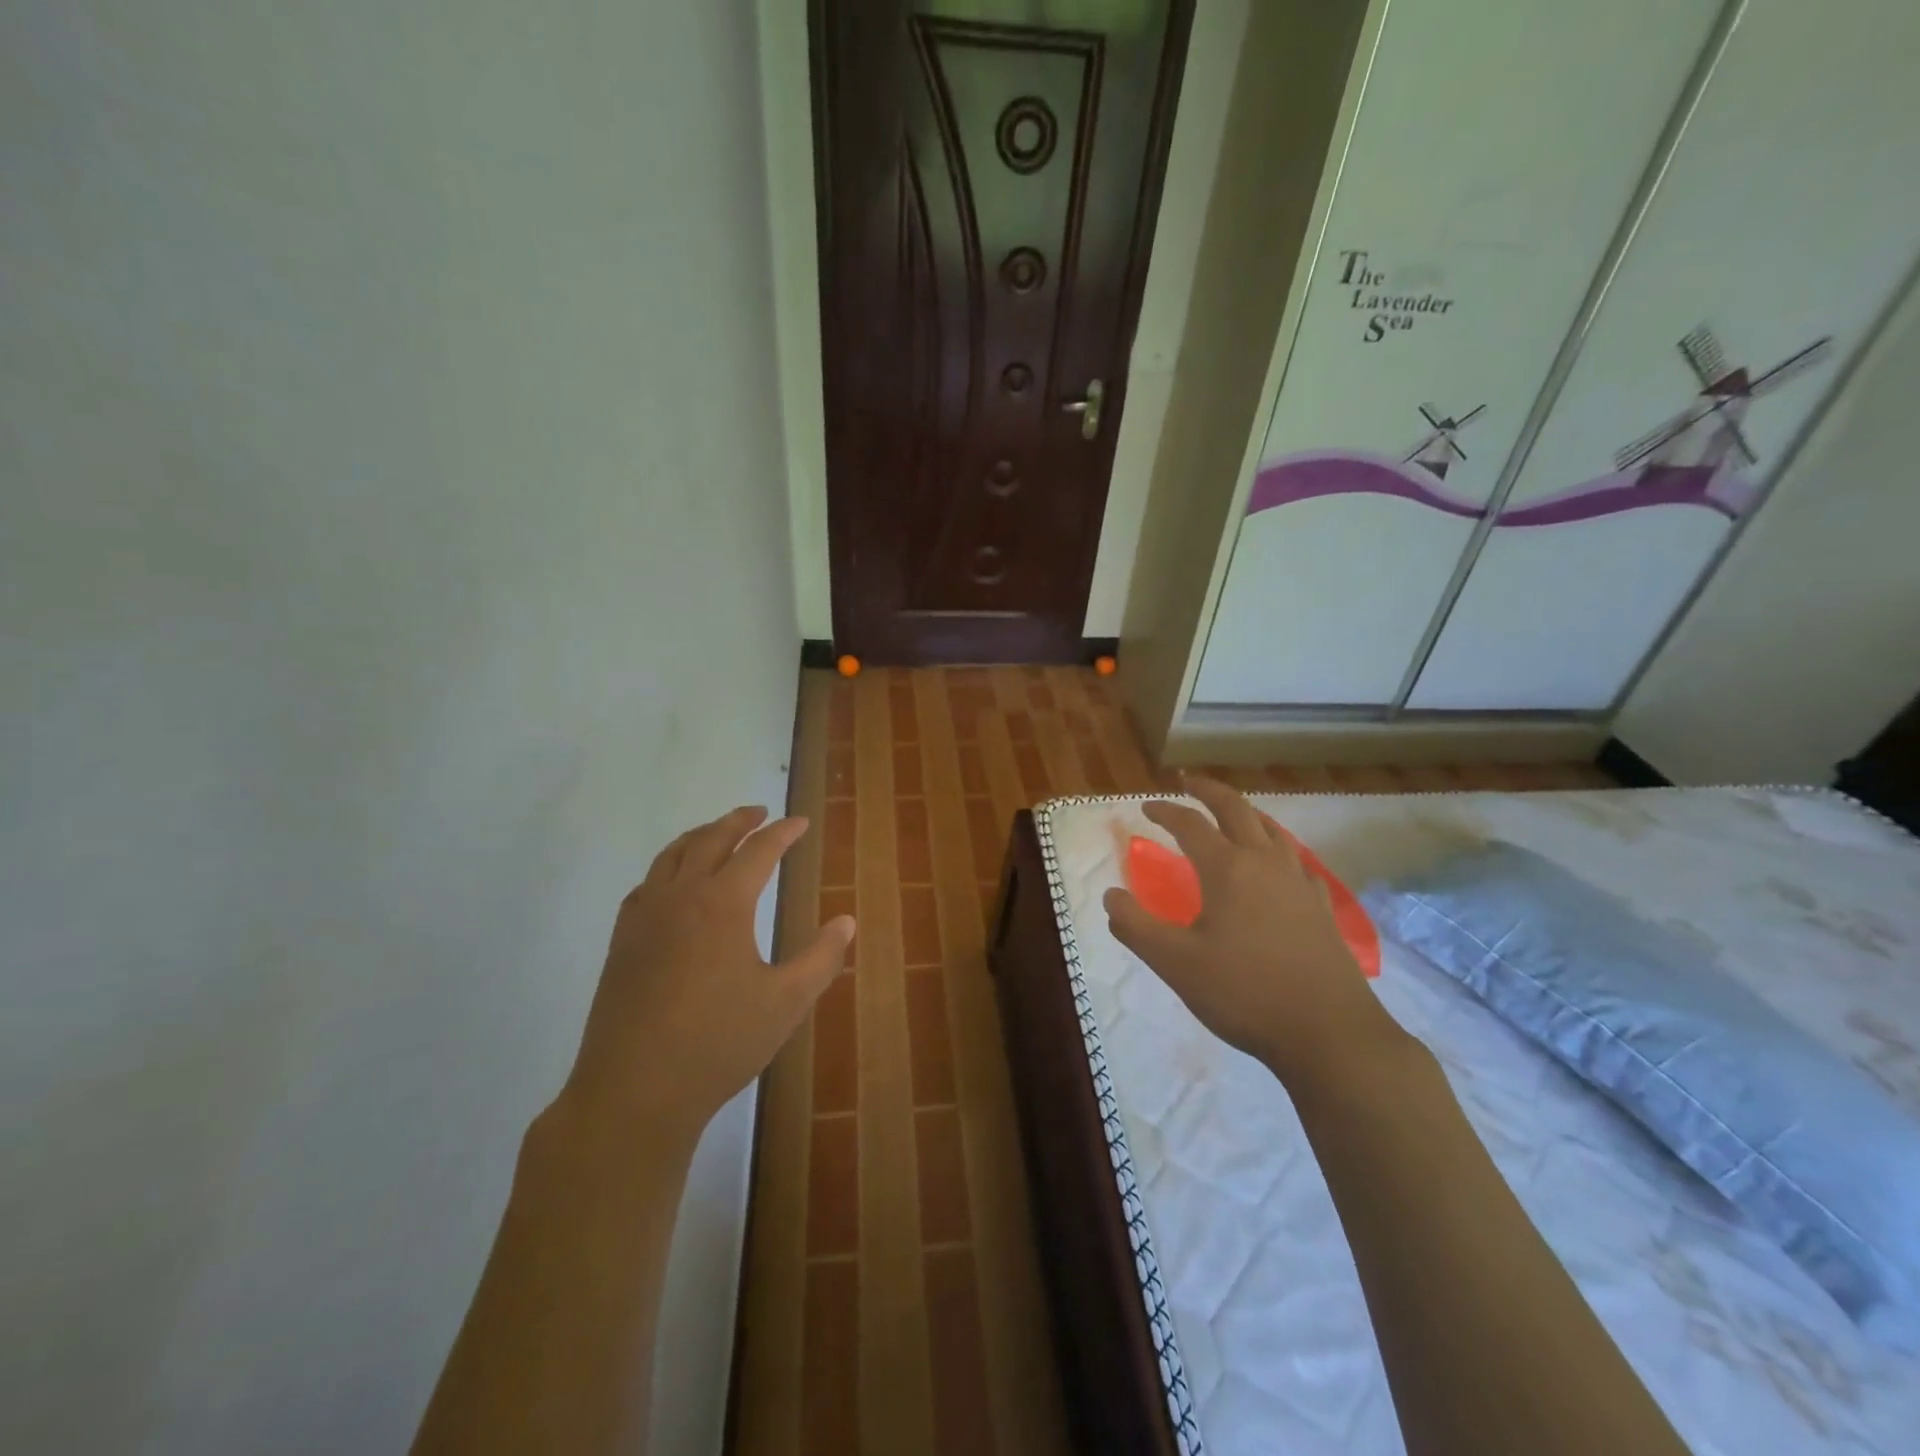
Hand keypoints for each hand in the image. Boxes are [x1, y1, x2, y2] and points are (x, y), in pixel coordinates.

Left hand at [559, 806, 855, 1149]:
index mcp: (723, 903)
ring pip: (672, 855)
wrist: (634, 1091)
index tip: (801, 823)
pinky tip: (673, 883)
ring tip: (718, 833)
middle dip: (738, 821)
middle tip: (760, 811)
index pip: (759, 850)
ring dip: (700, 835)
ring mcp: (645, 917)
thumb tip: (846, 921)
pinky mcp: (622, 942)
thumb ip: (821, 958)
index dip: (783, 832)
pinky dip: (667, 867)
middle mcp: (681, 896)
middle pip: (711, 839)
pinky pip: (646, 884)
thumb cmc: (719, 1043)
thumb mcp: (787, 1002)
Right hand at [1103, 776, 1402, 1090]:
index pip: (1190, 824)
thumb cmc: (1244, 993)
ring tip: (1229, 813)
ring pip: (1271, 828)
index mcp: (1227, 869)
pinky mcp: (1319, 906)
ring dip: (1244, 812)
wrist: (1328, 1033)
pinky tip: (1274, 864)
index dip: (1165, 810)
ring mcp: (1298, 882)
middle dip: (1208, 790)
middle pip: (1236, 809)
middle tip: (1187, 781)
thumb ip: (1135, 926)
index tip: (1146, 806)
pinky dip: (1274, 845)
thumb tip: (1110, 895)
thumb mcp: (1175, 963)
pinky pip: (1294, 858)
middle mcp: (1264, 863)